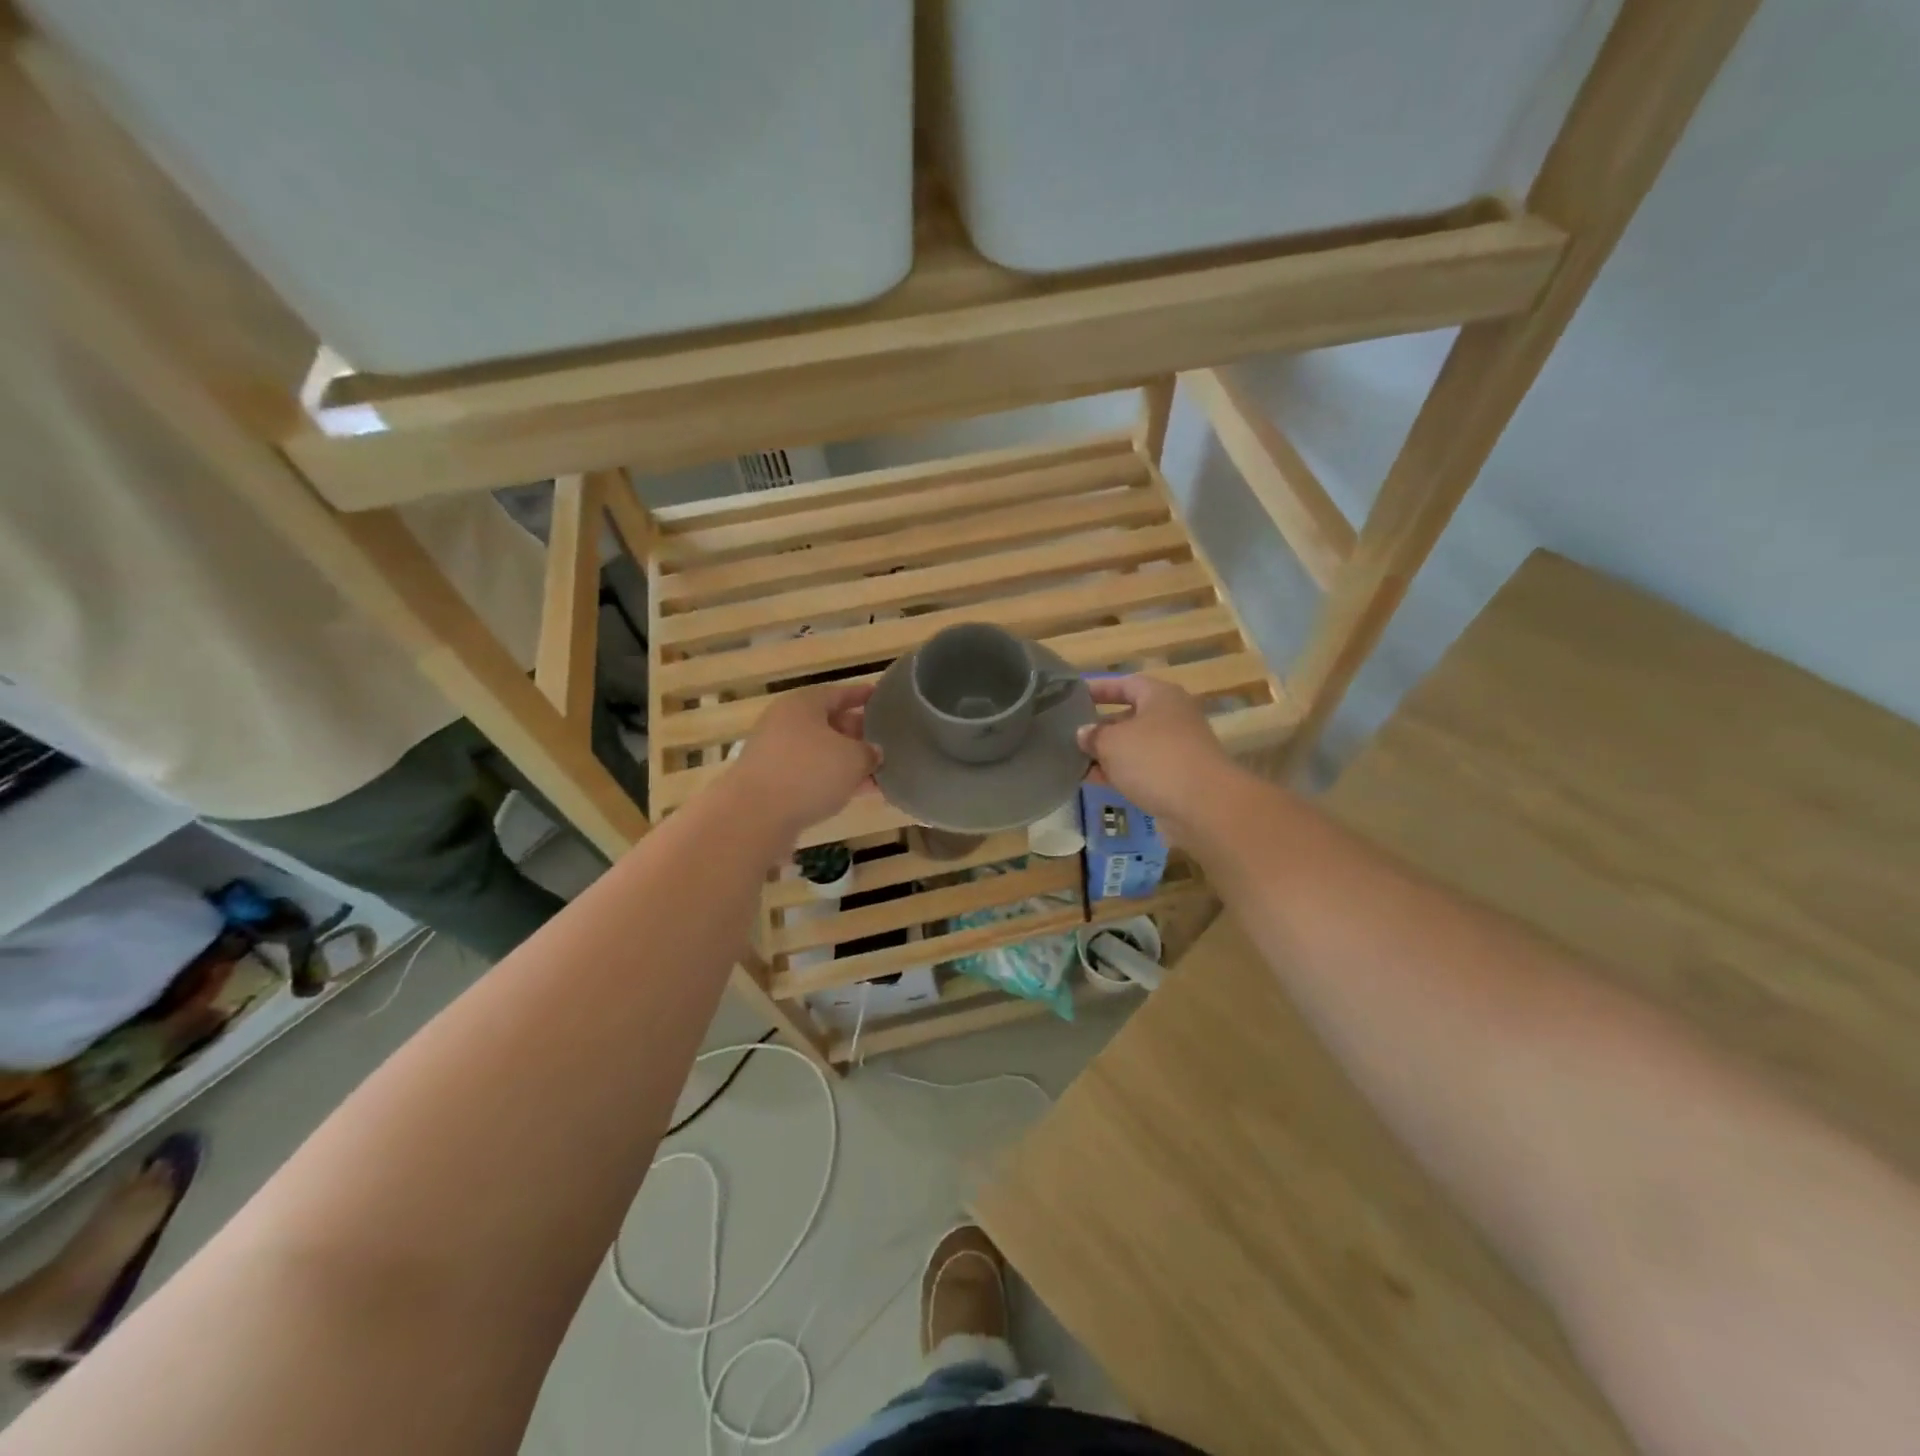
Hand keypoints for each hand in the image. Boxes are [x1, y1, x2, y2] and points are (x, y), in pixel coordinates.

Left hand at [730, 684, 880, 837]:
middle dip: (857, 733)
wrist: (754, 816)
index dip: (862, 696)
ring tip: (878, 772)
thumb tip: (873, 752)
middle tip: (885, 741)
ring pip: (821, 753)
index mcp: (803, 704)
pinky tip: (856, 793)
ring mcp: (776, 754)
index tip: (881, 699)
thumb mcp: (853, 758)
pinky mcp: (772, 783)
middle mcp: (786, 723)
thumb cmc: (809, 772)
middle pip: (829, 723)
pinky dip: (832, 781)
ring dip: (847, 762)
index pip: (839, 693)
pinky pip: (810, 775)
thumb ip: (869, 752)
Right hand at [1076, 675, 1235, 836]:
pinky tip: (1096, 781)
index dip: (1100, 688)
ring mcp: (1178, 749)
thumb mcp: (1112, 742)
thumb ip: (1093, 735)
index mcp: (1160, 696)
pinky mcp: (1179, 778)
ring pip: (1136, 746)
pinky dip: (1121, 773)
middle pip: (1131, 716)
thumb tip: (1084, 733)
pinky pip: (1143, 770)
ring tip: (1076, 760)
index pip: (1126, 683)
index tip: (1075, 695)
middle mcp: (1172, 717)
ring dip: (1108, 753)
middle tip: (1071, 733)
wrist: (1204, 805)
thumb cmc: (1154, 759)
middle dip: (1101, 726)